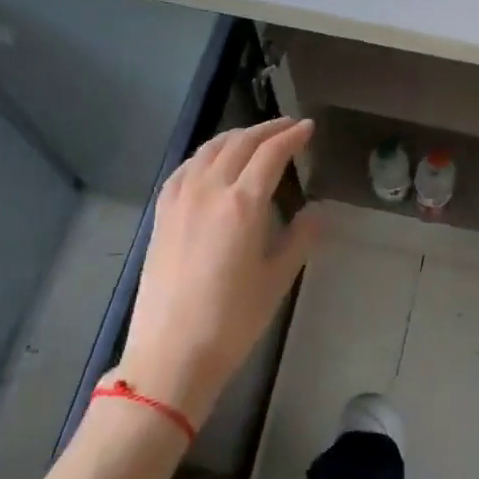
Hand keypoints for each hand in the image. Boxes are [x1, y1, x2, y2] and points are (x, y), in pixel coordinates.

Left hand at [116, 118, 316, 425]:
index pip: (271, 154)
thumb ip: (300, 238)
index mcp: (243, 203)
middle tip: (289, 126)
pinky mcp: (162, 213)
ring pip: (210, 149)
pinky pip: (186, 167)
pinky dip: (206, 154)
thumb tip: (316, 211)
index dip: (292, 136)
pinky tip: (212, 161)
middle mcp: (210, 189)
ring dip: (237, 136)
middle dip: (268, 128)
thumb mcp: (277, 279)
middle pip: (240, 143)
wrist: (171, 352)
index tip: (308, 128)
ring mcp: (180, 198)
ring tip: (255, 137)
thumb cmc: (233, 319)